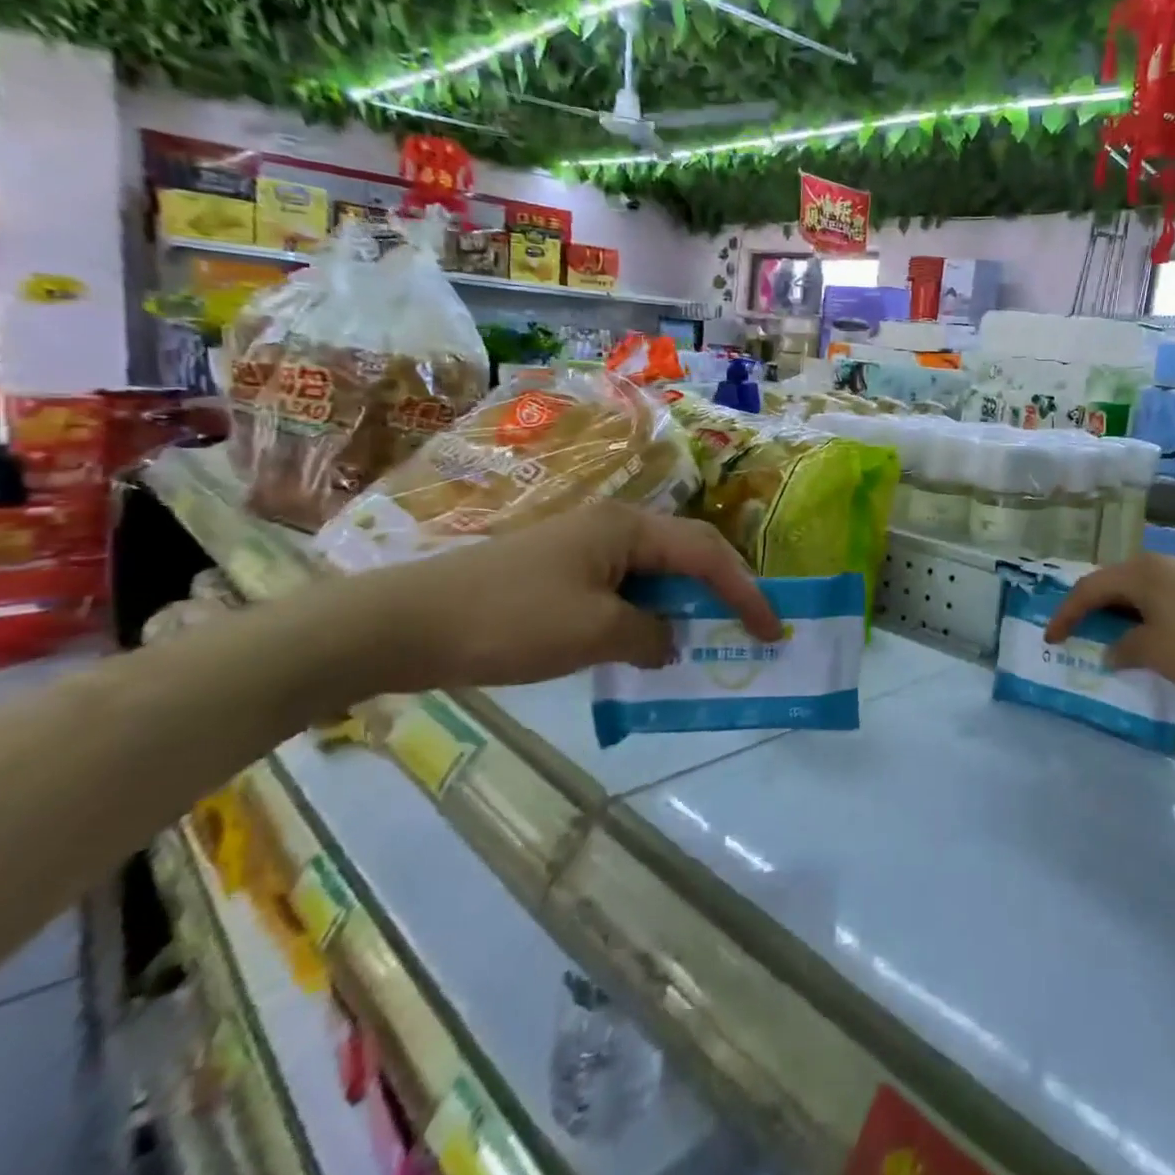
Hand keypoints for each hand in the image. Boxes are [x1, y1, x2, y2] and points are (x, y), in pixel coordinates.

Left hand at [334, 502, 780, 694]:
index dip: (745, 591)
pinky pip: (624, 591)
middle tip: (746, 632)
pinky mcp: (562, 574)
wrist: (403, 624)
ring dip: (683, 608)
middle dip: (721, 593)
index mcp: (628, 528)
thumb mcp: (594, 633)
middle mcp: (613, 527)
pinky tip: (648, 646)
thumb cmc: (509, 620)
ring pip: (655, 576)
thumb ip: (650, 636)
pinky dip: (647, 617)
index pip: (707, 554)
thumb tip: (669, 642)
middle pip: (686, 556)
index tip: (771, 629)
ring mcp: (584, 549)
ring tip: (706, 643)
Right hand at [1044, 553, 1174, 691]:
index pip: (1088, 589)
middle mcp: (1156, 564)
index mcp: (1138, 572)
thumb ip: (1123, 649)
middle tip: (1074, 635)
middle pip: (1110, 585)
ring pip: (1134, 592)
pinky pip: (1155, 600)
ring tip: (1105, 639)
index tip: (1051, 639)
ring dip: (1116, 616)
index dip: (1065, 614)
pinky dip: (1140, 618)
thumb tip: (1109, 651)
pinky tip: (1144, 639)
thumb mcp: (1156, 652)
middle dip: (1089, 611)